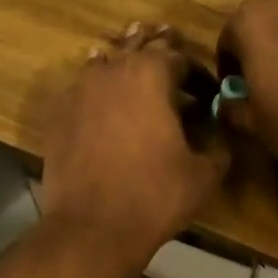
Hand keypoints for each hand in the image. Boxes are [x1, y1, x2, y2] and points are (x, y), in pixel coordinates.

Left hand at [41, 23, 228, 271]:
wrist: (92, 229)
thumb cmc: (154, 198)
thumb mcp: (204, 175)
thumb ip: (219, 144)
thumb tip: (220, 131)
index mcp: (151, 74)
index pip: (180, 56)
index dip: (198, 73)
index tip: (207, 93)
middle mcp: (111, 70)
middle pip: (138, 48)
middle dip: (158, 54)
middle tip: (171, 65)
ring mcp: (78, 91)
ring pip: (105, 65)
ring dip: (124, 67)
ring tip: (135, 77)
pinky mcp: (57, 116)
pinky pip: (82, 92)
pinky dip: (97, 94)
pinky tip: (103, 108)